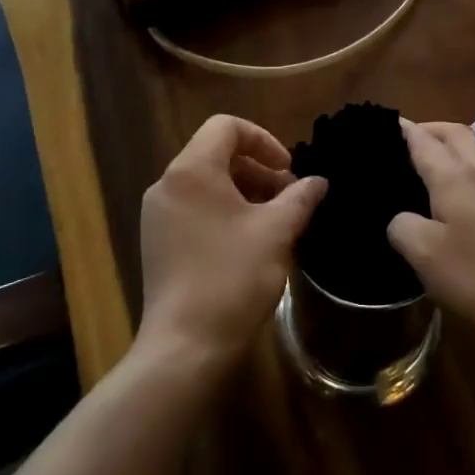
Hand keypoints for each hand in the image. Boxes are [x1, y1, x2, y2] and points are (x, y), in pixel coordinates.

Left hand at [138, 115, 325, 372]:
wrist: (185, 347)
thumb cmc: (233, 277)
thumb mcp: (277, 231)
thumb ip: (300, 197)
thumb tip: (318, 182)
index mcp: (191, 170)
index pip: (226, 126)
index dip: (263, 140)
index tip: (288, 170)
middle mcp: (167, 184)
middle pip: (215, 153)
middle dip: (257, 168)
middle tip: (287, 197)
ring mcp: (157, 215)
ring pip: (205, 182)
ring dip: (243, 190)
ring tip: (273, 220)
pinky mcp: (157, 243)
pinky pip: (193, 207)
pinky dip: (223, 211)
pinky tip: (247, 242)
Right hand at [388, 120, 474, 356]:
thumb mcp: (425, 257)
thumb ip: (403, 227)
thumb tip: (401, 217)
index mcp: (454, 176)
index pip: (423, 140)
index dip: (402, 129)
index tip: (385, 125)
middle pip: (456, 131)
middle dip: (431, 129)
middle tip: (409, 141)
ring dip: (460, 139)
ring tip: (444, 155)